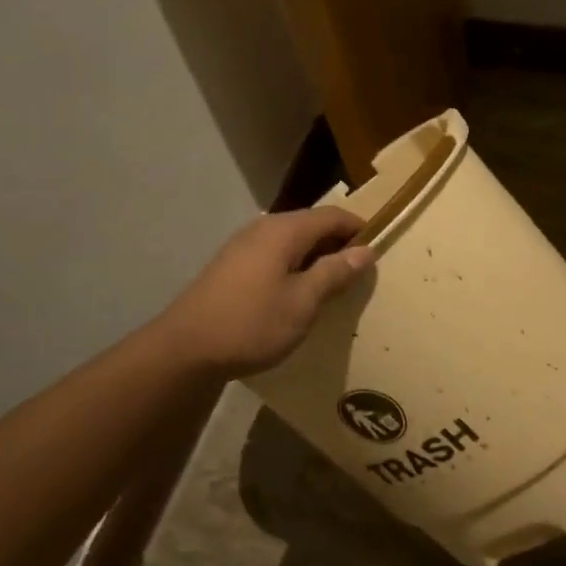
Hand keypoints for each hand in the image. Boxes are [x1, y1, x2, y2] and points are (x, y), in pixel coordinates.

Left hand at [154, 207, 372, 377]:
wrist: (186, 350)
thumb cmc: (252, 323)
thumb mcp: (303, 302)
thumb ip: (335, 273)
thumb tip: (365, 250)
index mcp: (284, 231)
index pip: (332, 215)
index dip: (359, 228)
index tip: (379, 250)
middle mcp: (263, 229)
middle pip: (311, 224)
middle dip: (338, 243)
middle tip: (360, 272)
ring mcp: (244, 246)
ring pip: (292, 241)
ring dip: (316, 256)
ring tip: (334, 285)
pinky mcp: (232, 266)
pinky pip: (275, 254)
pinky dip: (295, 266)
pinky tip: (299, 292)